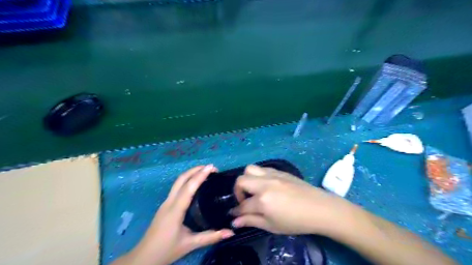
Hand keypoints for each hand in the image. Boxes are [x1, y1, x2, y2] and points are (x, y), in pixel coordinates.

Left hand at [121, 166, 233, 264]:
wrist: (143, 258)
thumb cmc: (166, 250)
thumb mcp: (190, 244)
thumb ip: (211, 237)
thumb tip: (231, 232)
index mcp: (175, 210)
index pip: (189, 187)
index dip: (200, 175)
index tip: (211, 167)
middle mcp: (169, 202)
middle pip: (181, 179)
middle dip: (195, 170)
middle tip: (211, 168)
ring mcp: (165, 203)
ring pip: (178, 182)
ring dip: (191, 173)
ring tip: (205, 172)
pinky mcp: (165, 206)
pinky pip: (177, 188)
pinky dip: (187, 180)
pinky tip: (194, 184)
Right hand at [230, 166, 351, 235]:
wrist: (319, 208)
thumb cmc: (296, 221)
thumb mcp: (272, 226)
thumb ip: (251, 221)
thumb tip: (234, 221)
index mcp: (263, 200)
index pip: (242, 205)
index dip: (236, 211)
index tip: (234, 215)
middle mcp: (264, 184)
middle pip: (241, 180)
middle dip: (237, 191)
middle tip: (244, 200)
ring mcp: (272, 175)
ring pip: (250, 169)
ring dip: (247, 179)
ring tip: (253, 190)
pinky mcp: (279, 171)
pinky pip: (262, 168)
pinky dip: (258, 175)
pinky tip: (265, 185)